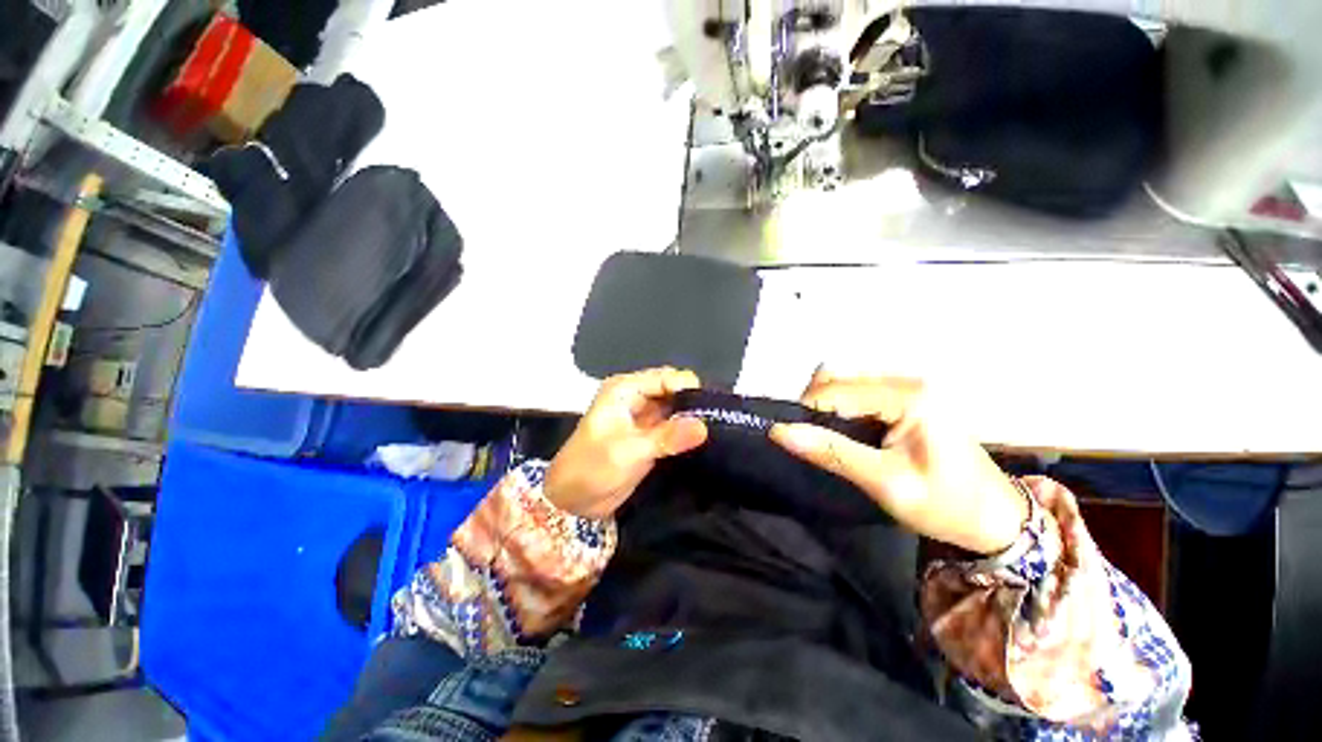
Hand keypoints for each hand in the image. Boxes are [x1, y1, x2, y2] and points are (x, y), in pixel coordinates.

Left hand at [545, 368, 708, 519]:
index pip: (666, 378)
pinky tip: (705, 439)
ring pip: (676, 408)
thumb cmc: (591, 468)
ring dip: (693, 418)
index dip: (689, 389)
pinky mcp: (650, 436)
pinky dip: (687, 431)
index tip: (713, 407)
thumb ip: (667, 437)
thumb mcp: (629, 451)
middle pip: (674, 390)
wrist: (573, 502)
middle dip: (694, 402)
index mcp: (625, 389)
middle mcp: (636, 397)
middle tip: (719, 419)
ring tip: (718, 429)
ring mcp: (644, 417)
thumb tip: (704, 426)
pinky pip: (674, 426)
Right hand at [769, 369, 1027, 554]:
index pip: (834, 390)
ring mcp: (909, 387)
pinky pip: (859, 393)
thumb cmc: (946, 505)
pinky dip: (841, 409)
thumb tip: (779, 431)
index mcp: (908, 396)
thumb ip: (832, 452)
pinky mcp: (908, 398)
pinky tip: (845, 433)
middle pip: (837, 380)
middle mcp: (907, 381)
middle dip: (814, 407)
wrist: (996, 519)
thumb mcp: (885, 482)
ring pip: (844, 384)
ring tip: (826, 441)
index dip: (805, 412)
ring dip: (826, 408)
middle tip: (810, 443)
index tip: (792, 439)